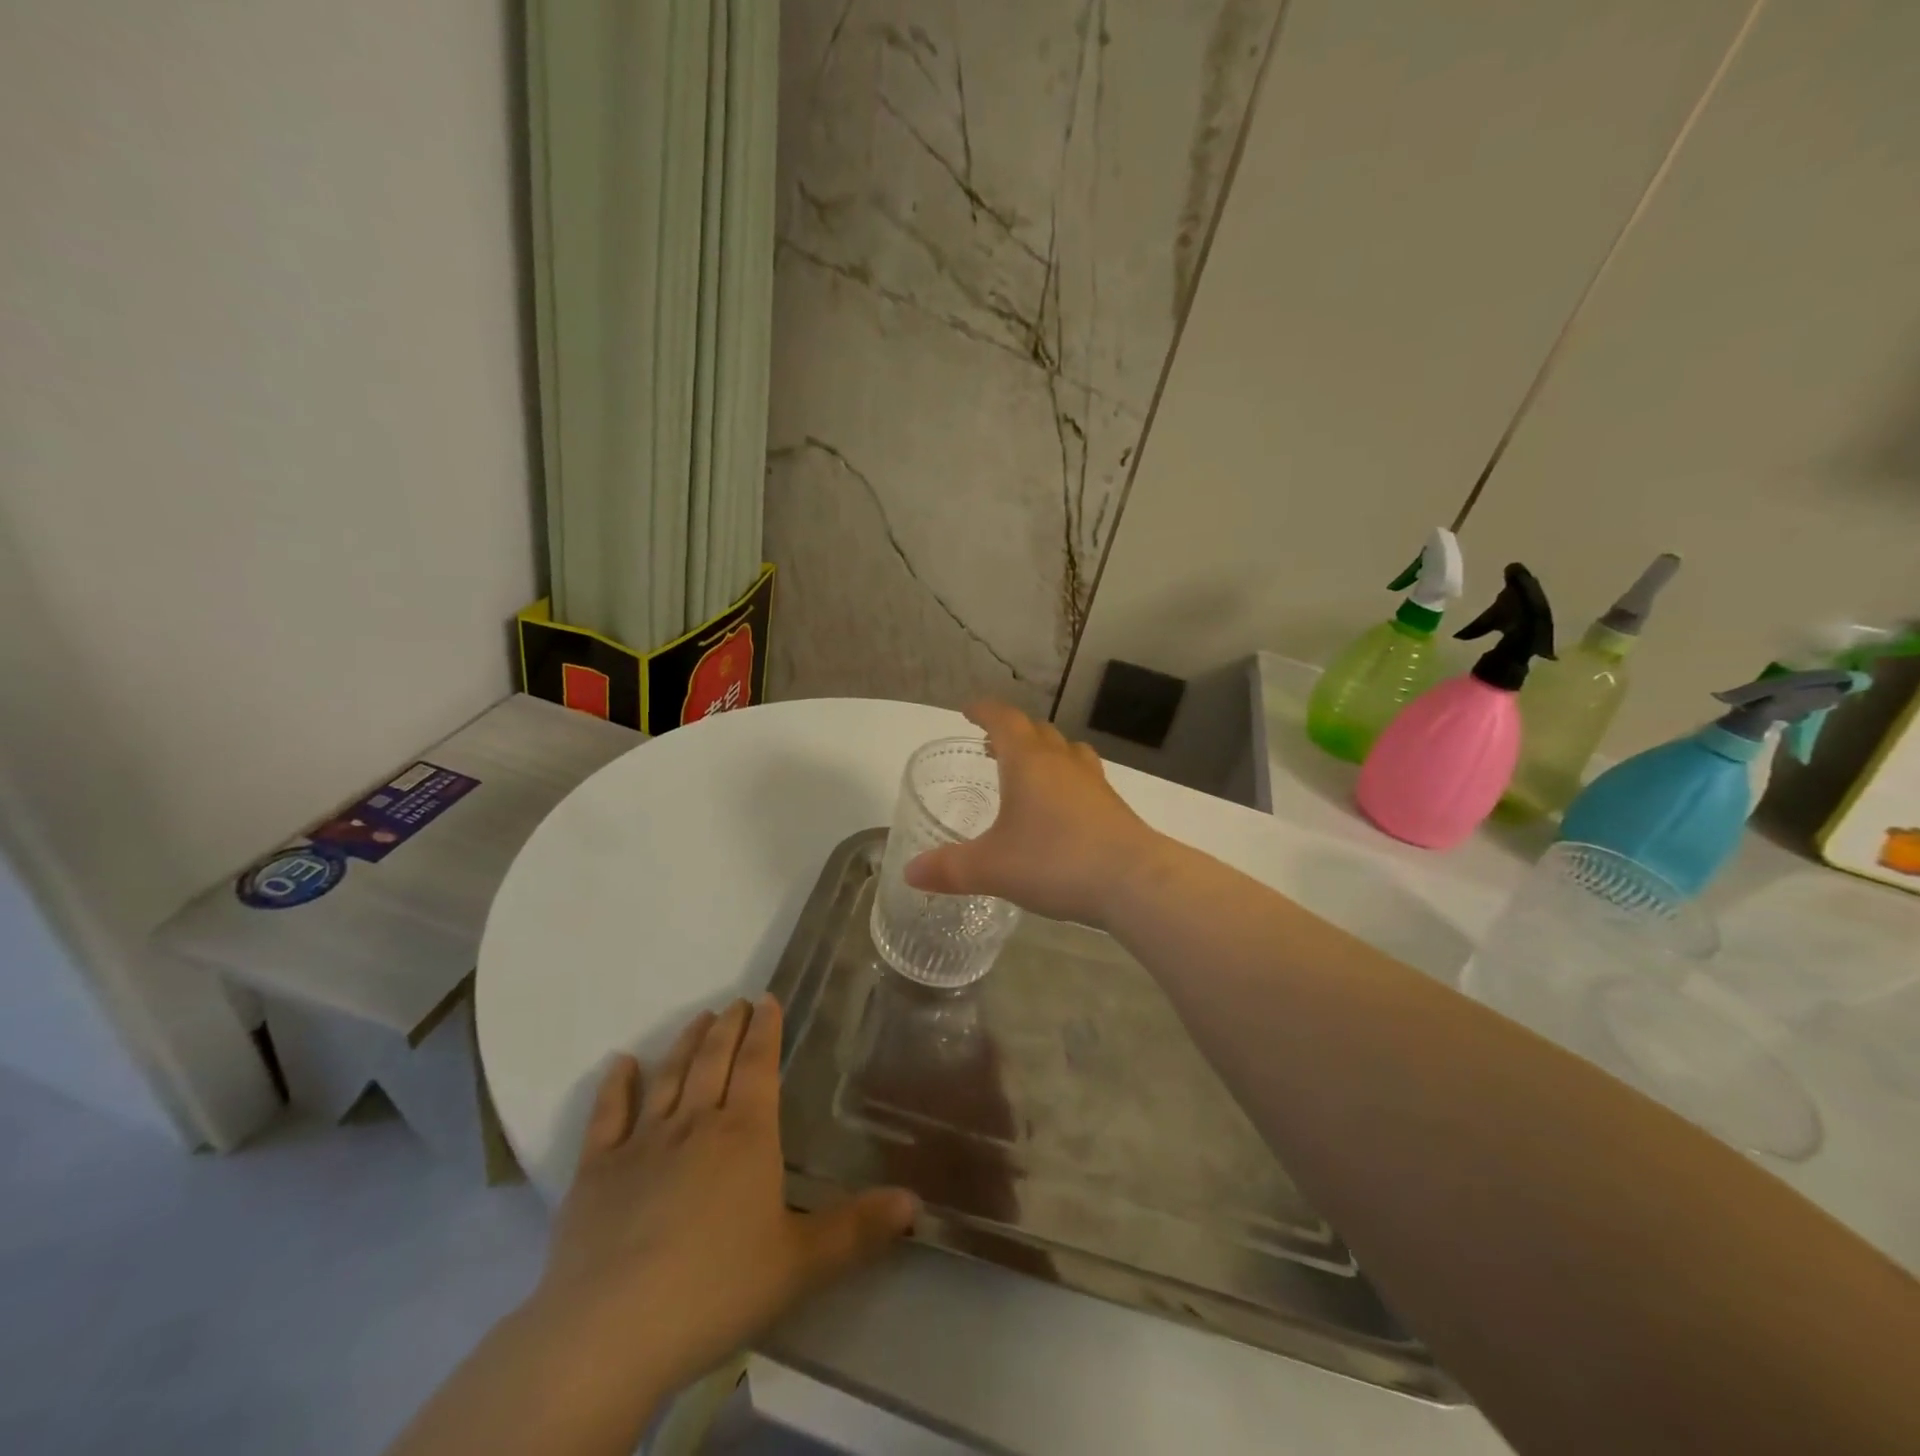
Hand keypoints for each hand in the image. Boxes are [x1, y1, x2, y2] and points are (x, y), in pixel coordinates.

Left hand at [532, 998, 917, 1415]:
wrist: (611, 1331)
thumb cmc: (716, 1289)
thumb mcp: (800, 1264)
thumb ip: (858, 1230)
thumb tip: (915, 1201)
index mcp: (745, 1135)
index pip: (759, 1066)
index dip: (766, 1030)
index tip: (768, 999)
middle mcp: (696, 1124)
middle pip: (714, 1061)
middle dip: (729, 1027)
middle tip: (737, 1003)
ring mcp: (643, 1143)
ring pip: (669, 1077)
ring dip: (685, 1044)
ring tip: (699, 1019)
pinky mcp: (597, 1171)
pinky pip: (608, 1115)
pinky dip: (616, 1085)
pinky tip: (621, 1063)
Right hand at [904, 701, 1163, 928]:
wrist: (1134, 881)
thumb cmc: (1054, 862)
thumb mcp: (992, 868)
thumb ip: (949, 868)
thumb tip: (910, 872)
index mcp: (1028, 762)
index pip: (1004, 719)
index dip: (984, 711)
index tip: (968, 710)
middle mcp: (1062, 762)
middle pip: (1037, 731)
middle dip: (1012, 732)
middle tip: (992, 746)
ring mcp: (1093, 783)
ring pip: (1067, 751)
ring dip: (1044, 752)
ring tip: (1028, 771)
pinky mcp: (1114, 807)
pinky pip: (1084, 779)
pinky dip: (1067, 781)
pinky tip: (1061, 810)